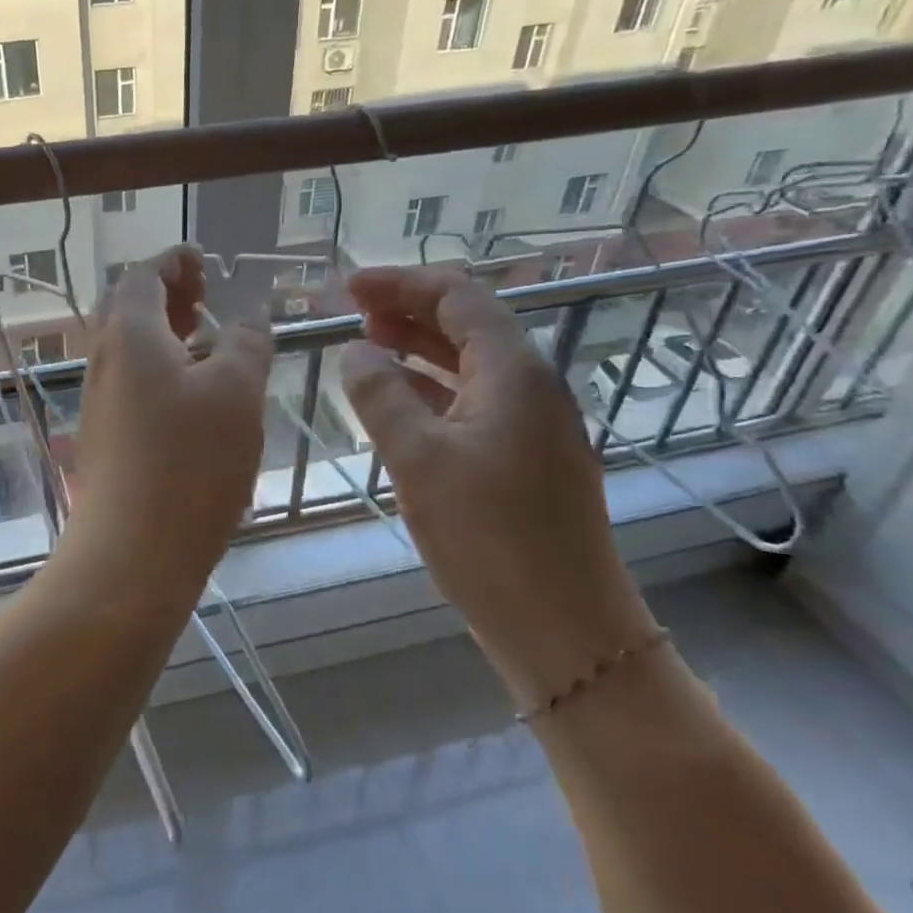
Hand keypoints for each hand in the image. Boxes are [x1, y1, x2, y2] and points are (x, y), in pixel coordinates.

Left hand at [71, 246, 273, 578]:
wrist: (130, 555)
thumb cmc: (189, 464)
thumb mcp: (235, 392)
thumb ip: (245, 343)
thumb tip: (247, 318)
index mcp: (130, 334)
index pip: (143, 275)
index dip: (174, 260)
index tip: (202, 259)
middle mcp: (104, 360)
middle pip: (129, 307)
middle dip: (167, 292)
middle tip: (205, 292)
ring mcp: (99, 401)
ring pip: (129, 346)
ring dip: (163, 330)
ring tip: (204, 336)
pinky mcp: (105, 437)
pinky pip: (130, 381)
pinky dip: (159, 366)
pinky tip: (191, 393)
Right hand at [338, 267, 655, 708]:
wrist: (564, 629)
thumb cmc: (489, 538)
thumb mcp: (417, 459)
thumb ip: (379, 395)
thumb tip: (354, 350)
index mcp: (513, 371)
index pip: (457, 296)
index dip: (400, 282)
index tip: (348, 286)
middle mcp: (532, 385)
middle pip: (466, 323)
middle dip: (406, 309)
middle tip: (349, 312)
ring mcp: (534, 423)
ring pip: (469, 363)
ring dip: (417, 347)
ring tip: (365, 344)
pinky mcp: (527, 458)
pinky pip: (474, 400)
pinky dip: (431, 388)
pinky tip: (398, 401)